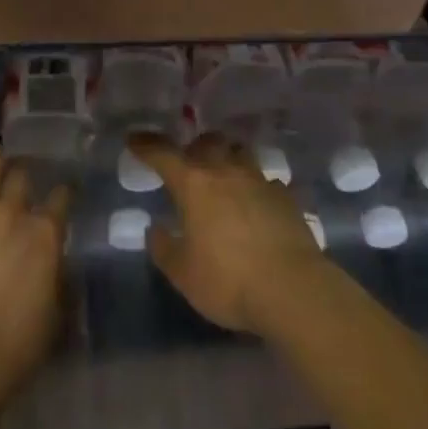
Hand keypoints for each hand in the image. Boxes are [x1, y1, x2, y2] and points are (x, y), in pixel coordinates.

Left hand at [0, 144, 70, 399]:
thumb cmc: (15, 345)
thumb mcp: (55, 318)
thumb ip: (61, 286)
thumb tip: (62, 271)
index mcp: (45, 234)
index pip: (62, 198)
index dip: (64, 193)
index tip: (63, 194)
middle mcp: (12, 213)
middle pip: (22, 176)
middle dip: (24, 173)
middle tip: (21, 178)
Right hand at [128, 132, 326, 334]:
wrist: (294, 289)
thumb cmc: (228, 280)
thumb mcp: (183, 274)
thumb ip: (164, 249)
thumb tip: (155, 229)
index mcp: (194, 184)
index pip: (163, 154)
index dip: (146, 145)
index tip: (133, 139)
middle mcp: (226, 172)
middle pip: (208, 142)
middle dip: (194, 147)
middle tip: (187, 161)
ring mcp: (260, 181)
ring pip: (240, 153)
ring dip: (227, 158)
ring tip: (222, 176)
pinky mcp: (286, 198)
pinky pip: (265, 181)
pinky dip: (255, 186)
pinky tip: (255, 204)